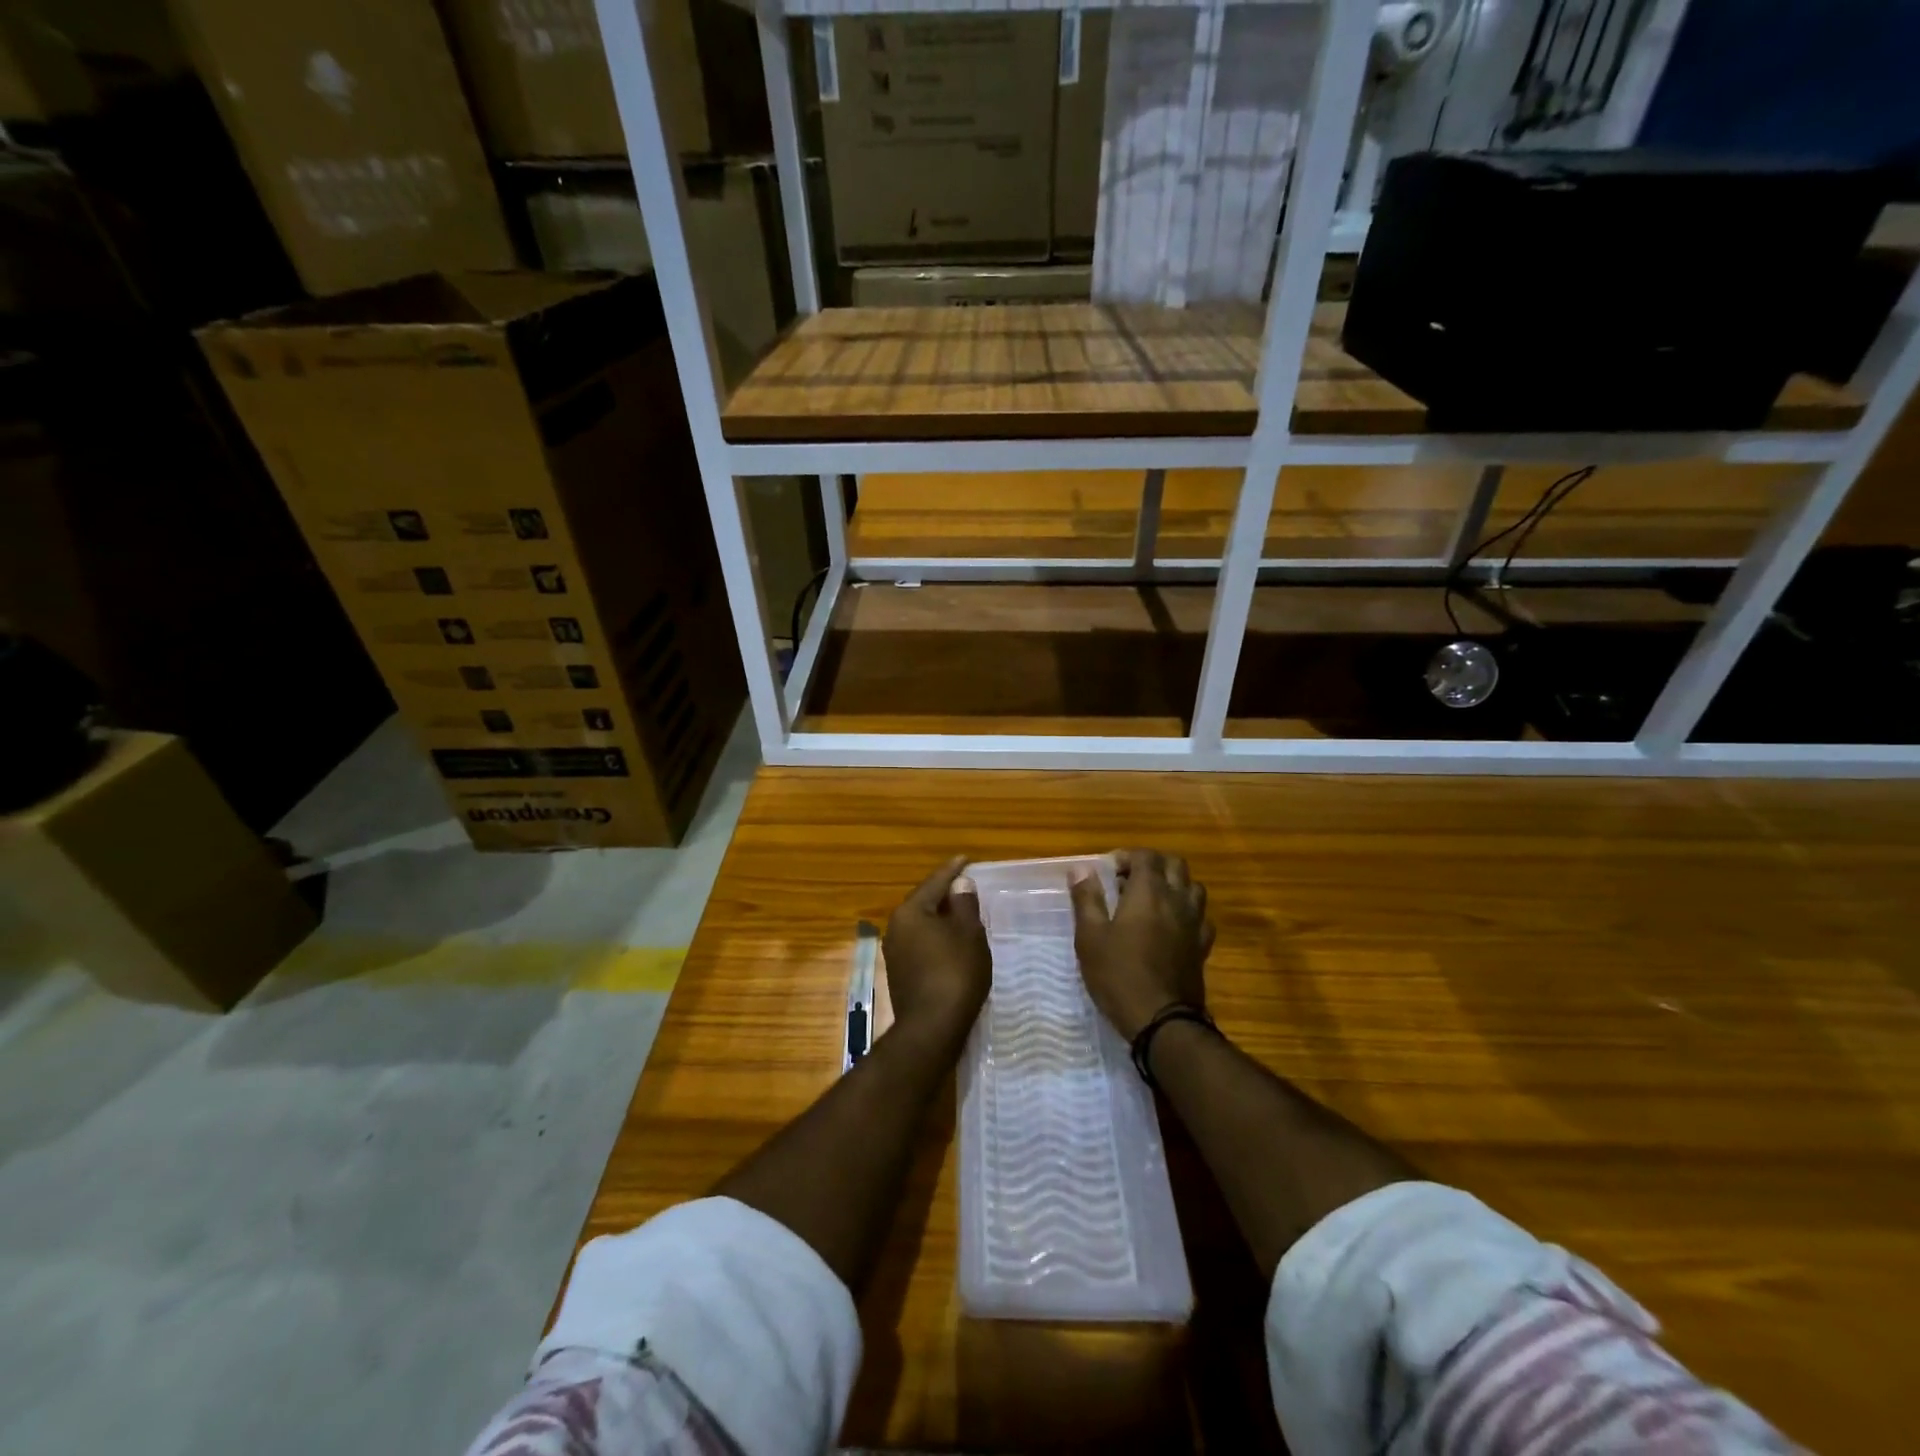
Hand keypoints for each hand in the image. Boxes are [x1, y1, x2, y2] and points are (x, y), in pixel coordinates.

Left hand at [883, 856, 990, 1039]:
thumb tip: (960, 884)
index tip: (965, 859)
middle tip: (965, 886)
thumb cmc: (955, 973)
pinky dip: (936, 939)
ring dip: (940, 919)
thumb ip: (964, 905)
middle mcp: (896, 927)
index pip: (934, 882)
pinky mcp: (899, 974)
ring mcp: (894, 952)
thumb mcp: (968, 934)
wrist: (932, 1028)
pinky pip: (920, 945)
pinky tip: (951, 944)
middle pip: (924, 902)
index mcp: (911, 911)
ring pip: (921, 925)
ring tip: (961, 914)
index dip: (953, 870)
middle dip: (944, 895)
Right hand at [1070, 849, 1214, 1040]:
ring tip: (1151, 901)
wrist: (1162, 1020)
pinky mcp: (1202, 946)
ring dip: (1173, 885)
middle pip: (1175, 864)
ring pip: (1192, 887)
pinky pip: (1200, 916)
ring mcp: (1194, 923)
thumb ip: (1087, 898)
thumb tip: (1081, 868)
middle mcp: (1176, 899)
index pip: (1145, 856)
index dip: (1125, 857)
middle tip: (1129, 881)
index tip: (1106, 872)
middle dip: (1152, 865)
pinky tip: (1171, 927)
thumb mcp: (1090, 936)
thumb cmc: (1119, 974)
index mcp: (1148, 891)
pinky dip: (1187, 912)